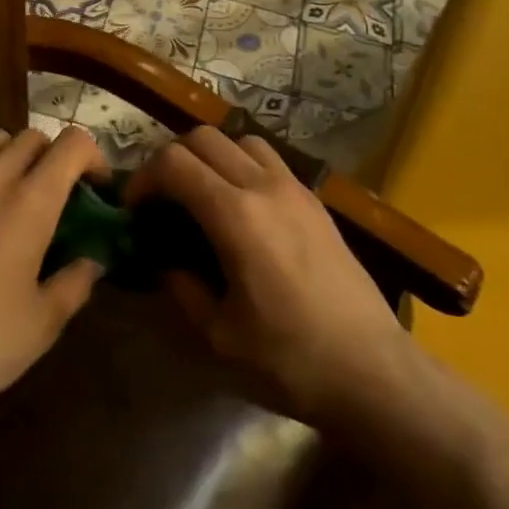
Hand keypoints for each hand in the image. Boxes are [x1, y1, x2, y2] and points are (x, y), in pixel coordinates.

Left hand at [0, 127, 105, 428]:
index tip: (94, 186)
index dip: (92, 157)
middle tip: (52, 194)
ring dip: (10, 156)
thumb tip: (92, 261)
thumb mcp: (43, 324)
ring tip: (7, 190)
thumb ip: (76, 283)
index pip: (72, 145)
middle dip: (52, 158)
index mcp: (30, 203)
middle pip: (32, 138)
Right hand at [127, 127, 412, 431]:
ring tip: (203, 194)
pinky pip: (269, 158)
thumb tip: (166, 263)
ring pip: (239, 139)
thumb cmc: (291, 361)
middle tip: (162, 199)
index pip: (174, 163)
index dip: (144, 178)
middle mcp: (264, 186)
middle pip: (203, 137)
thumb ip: (183, 290)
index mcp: (235, 216)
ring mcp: (295, 188)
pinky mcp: (315, 200)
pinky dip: (242, 164)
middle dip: (171, 159)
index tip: (134, 209)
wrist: (374, 371)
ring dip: (211, 155)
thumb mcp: (219, 337)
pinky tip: (242, 206)